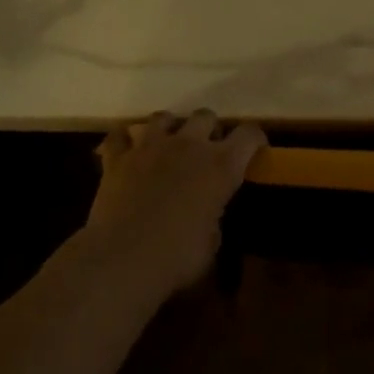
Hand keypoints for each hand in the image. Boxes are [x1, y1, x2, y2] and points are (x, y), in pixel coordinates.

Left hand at [91, 110, 265, 297]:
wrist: (123, 258)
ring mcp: (150, 146)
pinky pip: (120, 135)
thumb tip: (206, 212)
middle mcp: (188, 145)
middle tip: (207, 149)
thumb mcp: (212, 243)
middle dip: (210, 129)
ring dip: (170, 128)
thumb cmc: (177, 258)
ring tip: (168, 144)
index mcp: (221, 165)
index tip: (255, 148)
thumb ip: (213, 216)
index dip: (254, 139)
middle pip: (205, 115)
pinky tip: (127, 150)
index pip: (249, 135)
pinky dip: (125, 140)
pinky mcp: (118, 157)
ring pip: (163, 117)